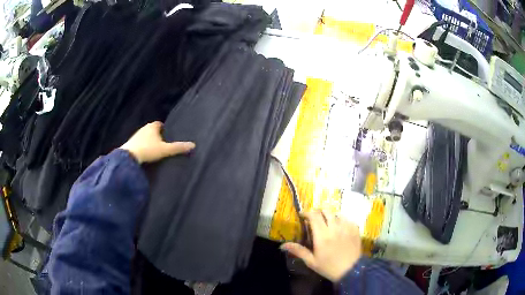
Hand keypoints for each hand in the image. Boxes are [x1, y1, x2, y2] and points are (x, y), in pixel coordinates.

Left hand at [120, 121, 194, 163]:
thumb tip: (193, 145)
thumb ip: (178, 148)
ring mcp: (136, 135)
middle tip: (163, 144)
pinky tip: (145, 154)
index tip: (168, 136)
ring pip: (145, 136)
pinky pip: (139, 142)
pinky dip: (143, 146)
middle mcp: (144, 128)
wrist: (129, 157)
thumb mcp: (165, 150)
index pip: (160, 124)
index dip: (164, 129)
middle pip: (152, 130)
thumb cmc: (149, 150)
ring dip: (149, 141)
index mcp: (153, 126)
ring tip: (155, 150)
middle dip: (157, 135)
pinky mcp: (131, 143)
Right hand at [280, 211, 361, 281]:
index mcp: (322, 235)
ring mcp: (346, 227)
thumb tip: (282, 245)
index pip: (314, 216)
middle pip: (326, 211)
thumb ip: (298, 251)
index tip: (302, 215)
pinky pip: (347, 219)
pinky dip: (341, 221)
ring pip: (337, 214)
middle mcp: (335, 228)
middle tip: (314, 219)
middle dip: (318, 212)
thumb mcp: (311, 261)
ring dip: (330, 216)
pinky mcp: (355, 229)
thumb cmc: (329, 267)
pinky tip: (339, 228)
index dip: (307, 212)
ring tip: (328, 224)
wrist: (351, 271)